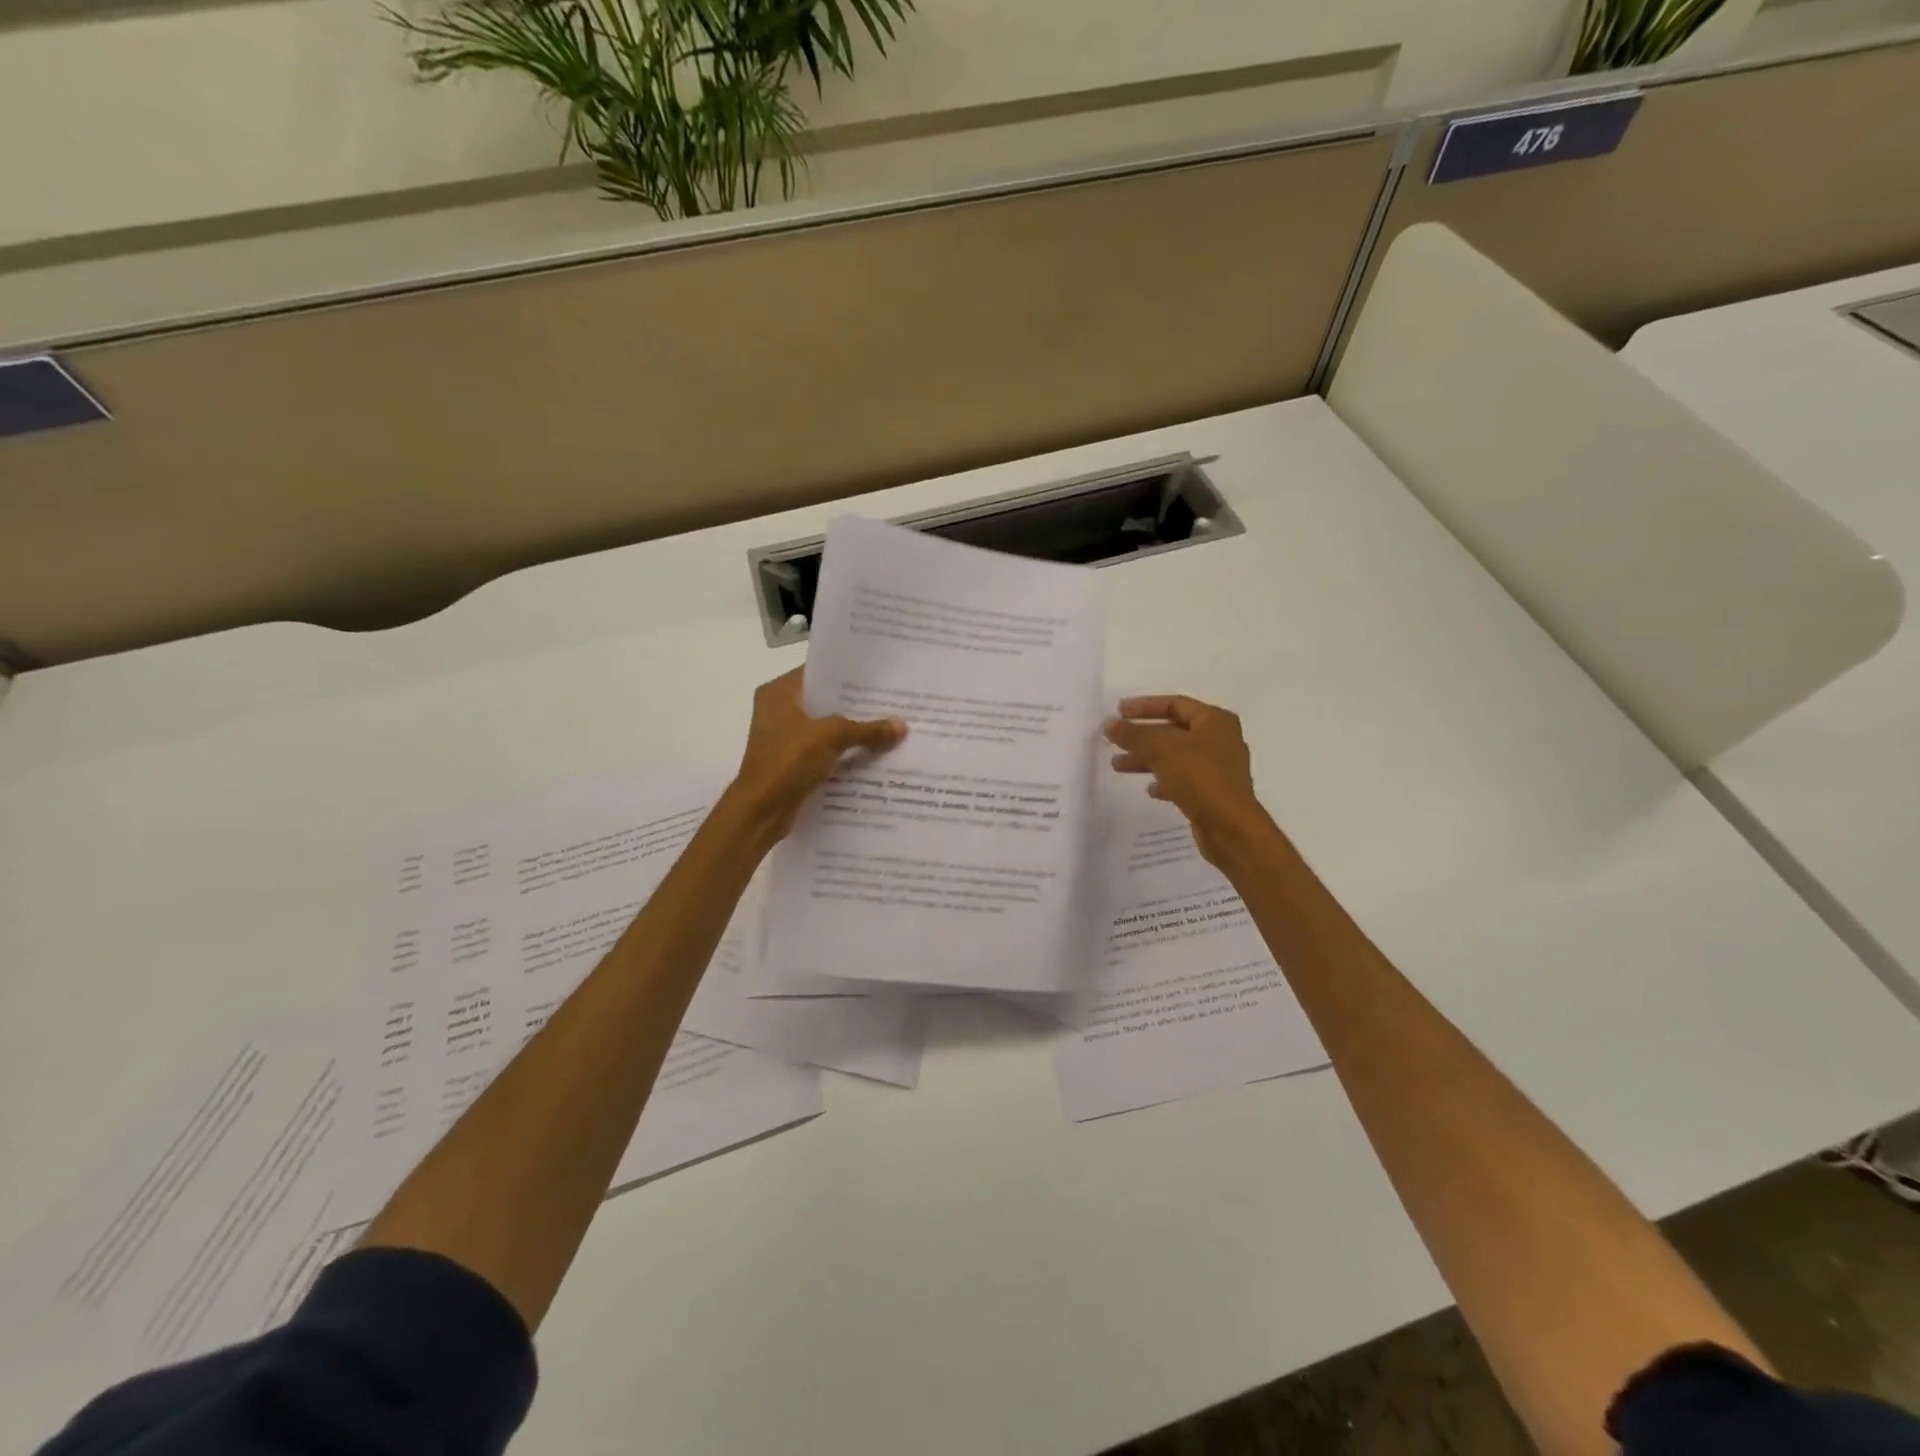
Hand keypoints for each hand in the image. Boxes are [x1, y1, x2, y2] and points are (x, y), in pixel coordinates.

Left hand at [724, 668, 905, 842]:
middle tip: (892, 701)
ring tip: (889, 726)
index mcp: (778, 693)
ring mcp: (784, 738)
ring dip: (852, 731)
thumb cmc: (788, 761)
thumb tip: (902, 726)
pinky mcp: (791, 762)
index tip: (879, 676)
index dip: (847, 674)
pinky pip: (824, 750)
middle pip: (824, 701)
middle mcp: (778, 710)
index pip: (818, 672)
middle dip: (856, 705)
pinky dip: (844, 753)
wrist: (760, 811)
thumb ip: (867, 729)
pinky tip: (873, 754)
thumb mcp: (832, 737)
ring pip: (826, 728)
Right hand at [1104, 695, 1276, 868]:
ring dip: (1147, 759)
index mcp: (1215, 721)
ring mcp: (1218, 768)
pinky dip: (1164, 781)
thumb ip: (1133, 734)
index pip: (1174, 704)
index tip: (1118, 712)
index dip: (1144, 706)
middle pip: (1173, 731)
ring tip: (1118, 766)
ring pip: (1175, 756)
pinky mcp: (1213, 792)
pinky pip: (1184, 780)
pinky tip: (1149, 790)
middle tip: (1114, 740)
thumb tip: (1109, 723)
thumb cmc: (1199, 777)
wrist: (1230, 827)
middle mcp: (1220, 740)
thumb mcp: (1160, 749)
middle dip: (1141, 736)